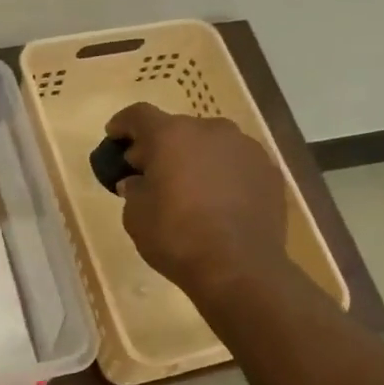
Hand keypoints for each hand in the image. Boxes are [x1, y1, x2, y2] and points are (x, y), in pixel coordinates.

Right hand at [106, 103, 288, 298]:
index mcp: (172, 136)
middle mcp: (211, 130)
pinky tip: (218, 201)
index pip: (139, 115)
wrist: (240, 268)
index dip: (123, 124)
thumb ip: (134, 190)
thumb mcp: (136, 217)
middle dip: (161, 146)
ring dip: (195, 158)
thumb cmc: (177, 238)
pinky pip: (236, 164)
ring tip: (188, 187)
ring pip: (211, 145)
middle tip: (150, 171)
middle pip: (178, 129)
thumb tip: (137, 181)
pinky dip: (222, 174)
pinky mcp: (269, 171)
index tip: (114, 137)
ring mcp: (246, 148)